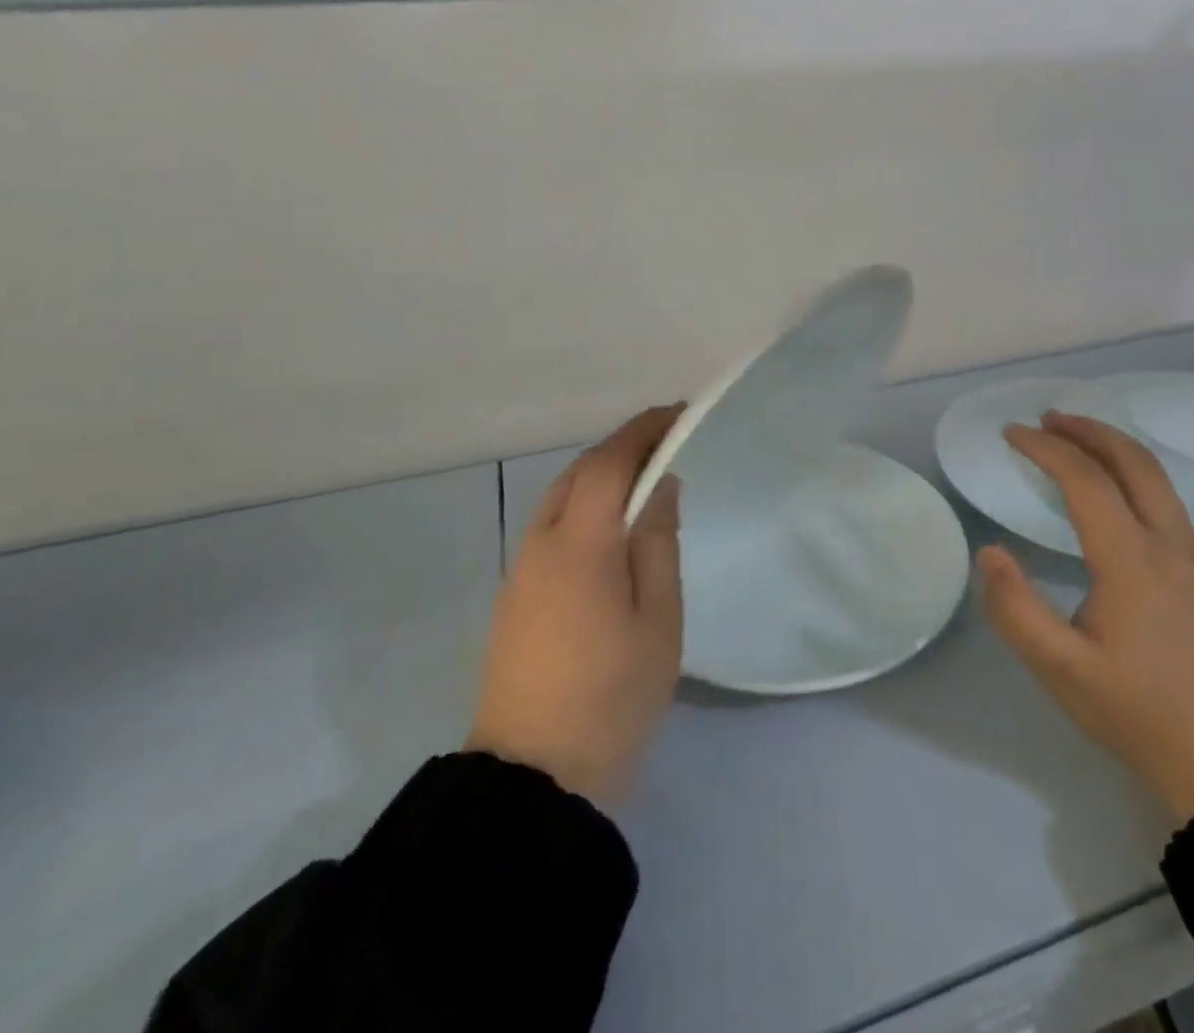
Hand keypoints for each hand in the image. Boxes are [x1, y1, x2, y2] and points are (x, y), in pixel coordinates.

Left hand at [466, 405, 684, 807]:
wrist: (533, 780)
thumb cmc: (612, 696)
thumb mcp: (658, 620)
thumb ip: (657, 543)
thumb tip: (659, 485)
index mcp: (579, 544)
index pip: (609, 462)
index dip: (644, 430)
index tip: (679, 414)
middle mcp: (540, 543)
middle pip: (579, 472)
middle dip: (622, 448)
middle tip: (667, 442)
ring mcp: (520, 570)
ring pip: (560, 497)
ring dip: (600, 475)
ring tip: (643, 478)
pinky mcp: (513, 596)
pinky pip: (550, 526)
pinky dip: (583, 504)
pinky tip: (608, 526)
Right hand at [977, 411, 1193, 824]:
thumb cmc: (1141, 713)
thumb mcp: (1061, 670)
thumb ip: (1015, 608)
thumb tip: (990, 552)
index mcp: (1132, 558)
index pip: (1085, 479)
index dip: (1045, 448)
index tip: (1011, 434)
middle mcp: (1170, 544)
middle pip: (1133, 461)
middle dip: (1087, 430)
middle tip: (1046, 419)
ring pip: (1158, 479)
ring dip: (1114, 448)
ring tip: (1077, 443)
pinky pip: (1168, 502)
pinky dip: (1135, 475)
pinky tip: (1116, 497)